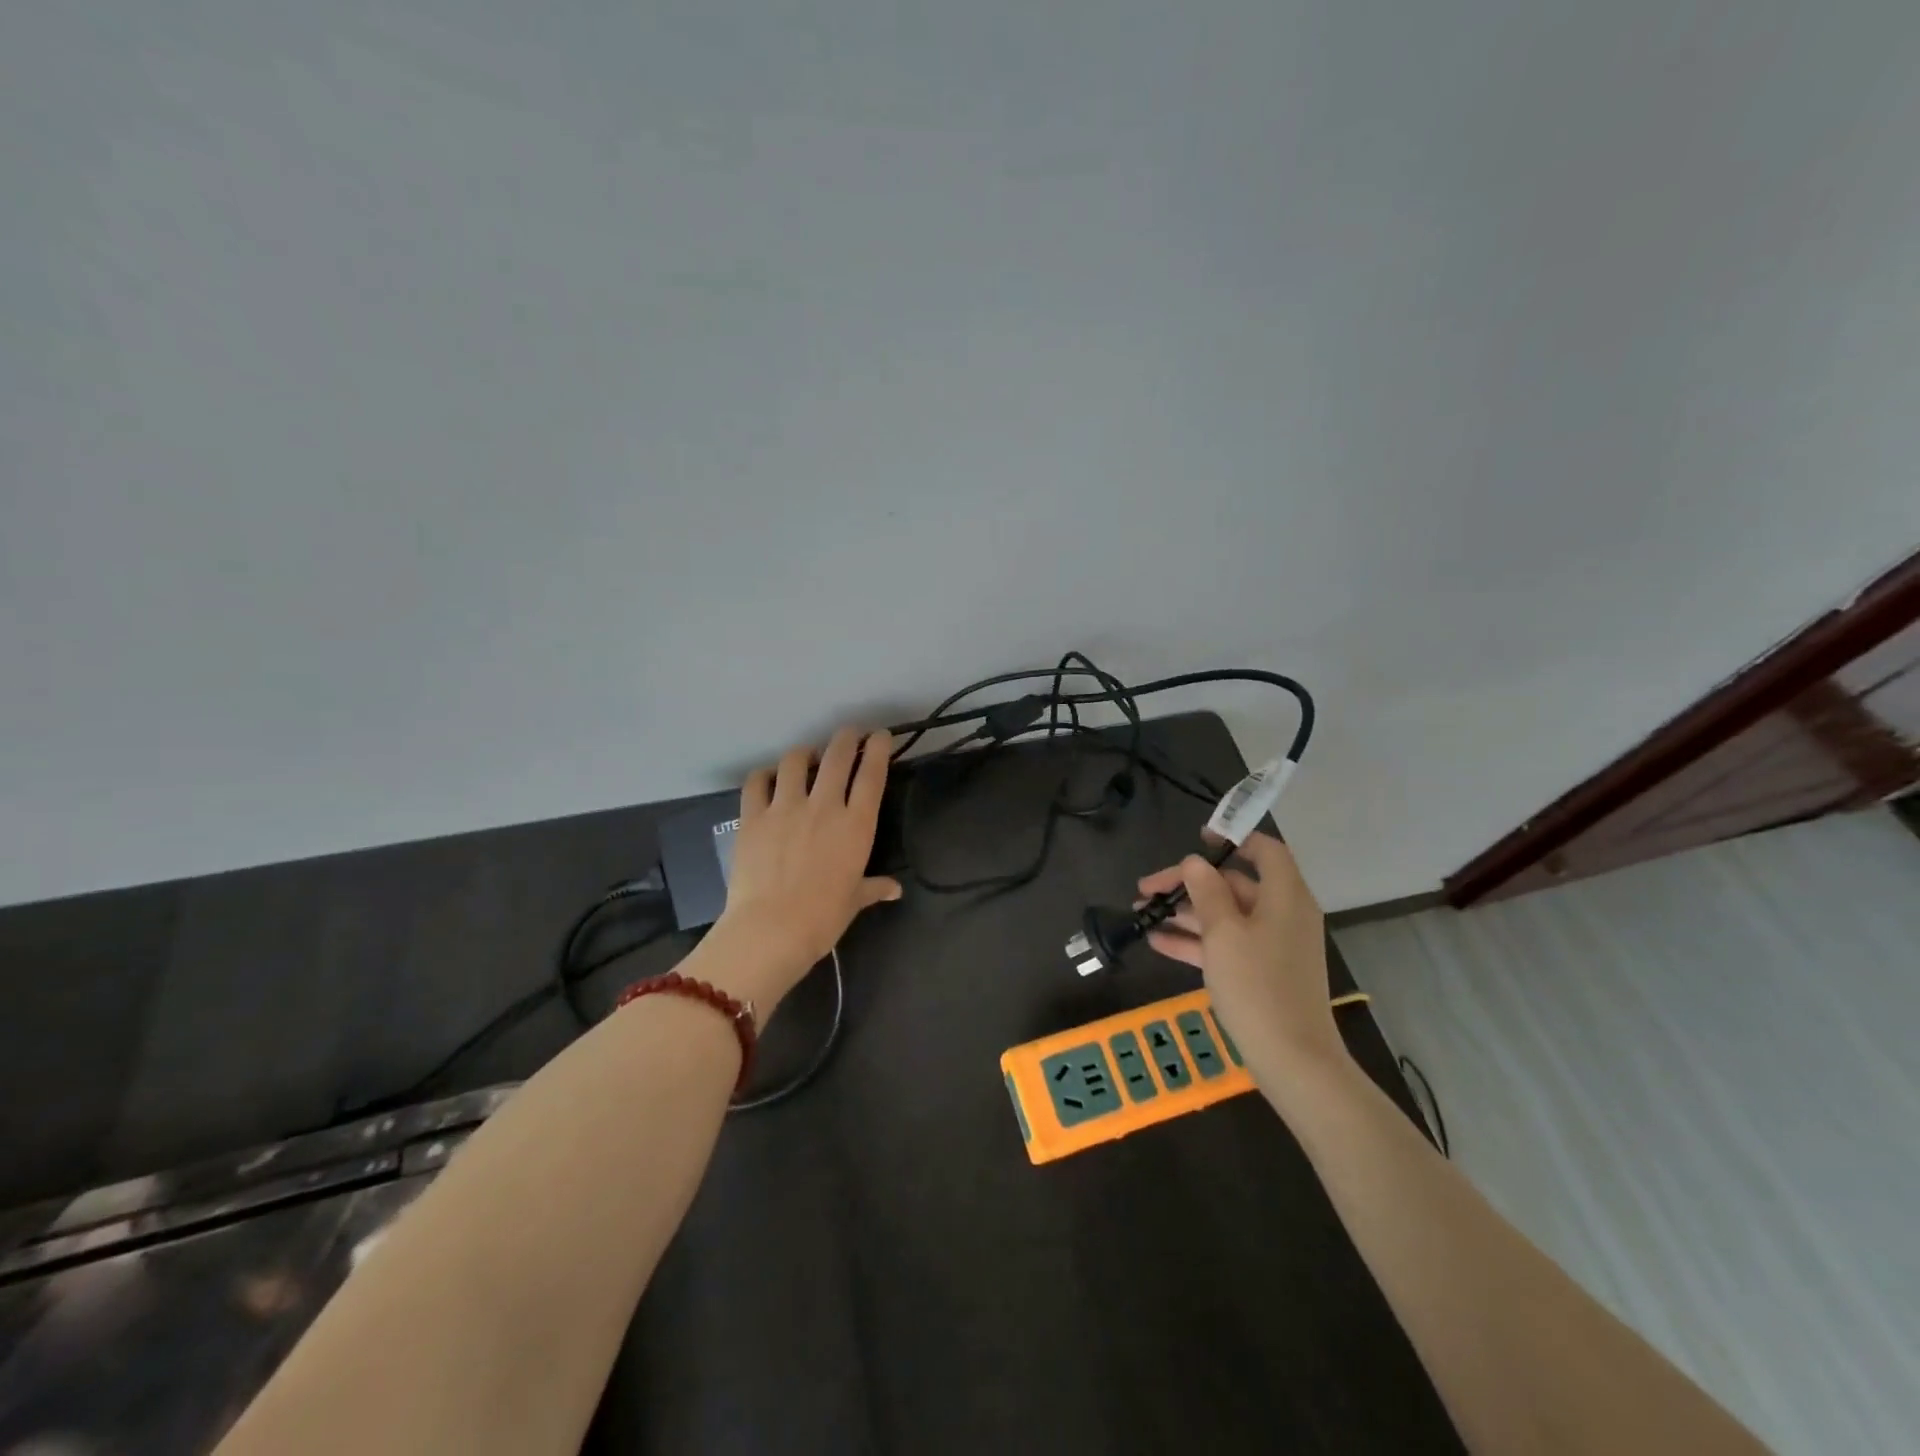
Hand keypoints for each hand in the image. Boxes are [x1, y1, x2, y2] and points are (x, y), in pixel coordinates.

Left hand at [712, 727, 901, 1008]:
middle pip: (838, 755)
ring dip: (805, 753)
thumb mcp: (854, 901)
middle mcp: (824, 805)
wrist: (771, 929)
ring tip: (807, 758)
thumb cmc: (822, 918)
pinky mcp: (753, 815)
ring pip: (796, 760)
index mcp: (856, 825)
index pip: (872, 774)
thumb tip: (895, 890)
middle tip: (850, 734)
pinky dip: (765, 775)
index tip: (880, 736)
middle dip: (847, 737)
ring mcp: (786, 806)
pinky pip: (757, 781)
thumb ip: (874, 887)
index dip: (878, 749)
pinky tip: (768, 778)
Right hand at [1136, 831, 1342, 1070]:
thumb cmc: (1257, 985)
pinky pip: (1225, 944)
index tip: (1197, 839)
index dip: (1233, 838)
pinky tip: (1157, 941)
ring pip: (1224, 915)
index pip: (1265, 850)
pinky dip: (1195, 940)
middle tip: (1146, 889)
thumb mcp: (1223, 932)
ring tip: (1142, 914)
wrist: (1292, 1060)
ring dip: (1184, 913)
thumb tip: (1195, 862)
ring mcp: (1272, 945)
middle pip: (1233, 884)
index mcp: (1284, 896)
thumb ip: (1206, 891)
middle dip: (1188, 884)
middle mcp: (1282, 914)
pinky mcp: (1261, 972)